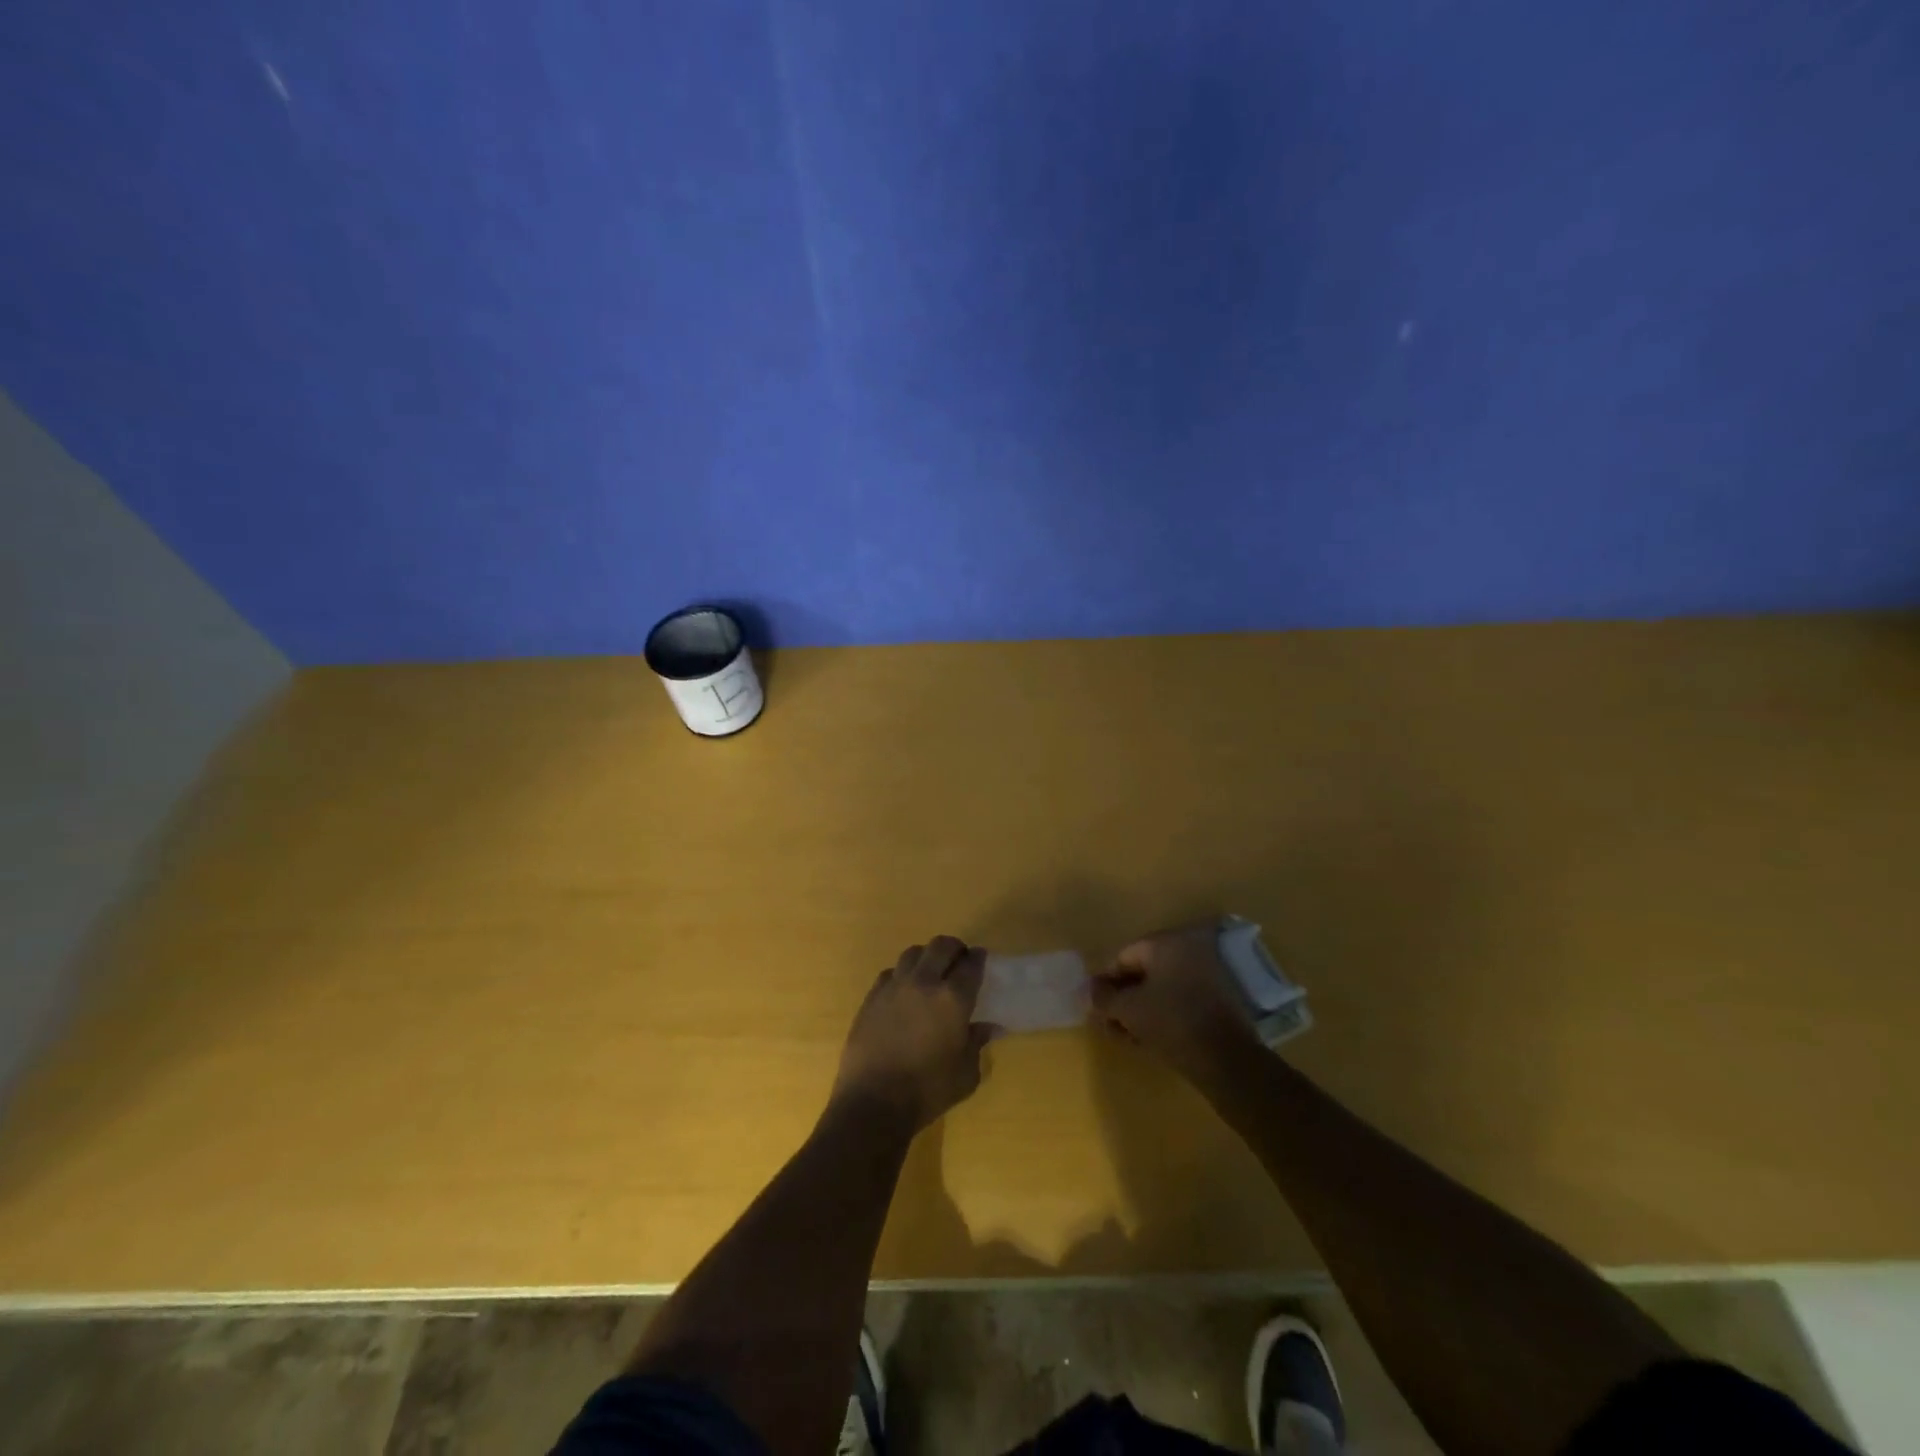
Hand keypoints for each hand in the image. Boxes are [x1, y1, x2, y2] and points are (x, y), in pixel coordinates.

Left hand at [832, 936, 990, 1132]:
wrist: (873, 1102)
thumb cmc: (927, 1091)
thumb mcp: (966, 1074)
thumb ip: (977, 1044)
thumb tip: (987, 1027)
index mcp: (952, 999)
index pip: (971, 965)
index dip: (979, 958)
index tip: (981, 959)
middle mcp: (924, 983)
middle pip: (941, 946)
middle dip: (954, 948)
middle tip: (959, 960)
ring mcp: (894, 986)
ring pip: (913, 953)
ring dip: (927, 957)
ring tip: (931, 972)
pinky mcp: (872, 996)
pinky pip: (891, 972)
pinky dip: (903, 974)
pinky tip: (905, 992)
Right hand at [1091, 922, 1259, 1078]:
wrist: (1228, 1061)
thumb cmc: (1172, 1023)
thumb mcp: (1129, 1010)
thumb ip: (1104, 998)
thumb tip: (1090, 991)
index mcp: (1168, 943)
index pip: (1124, 956)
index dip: (1105, 981)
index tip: (1095, 1006)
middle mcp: (1190, 950)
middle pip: (1144, 972)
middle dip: (1123, 998)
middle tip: (1109, 1023)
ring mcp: (1208, 974)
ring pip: (1162, 988)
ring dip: (1140, 1009)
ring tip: (1126, 1036)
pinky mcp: (1219, 999)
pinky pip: (1180, 1000)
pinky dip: (1162, 1014)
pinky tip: (1149, 1038)